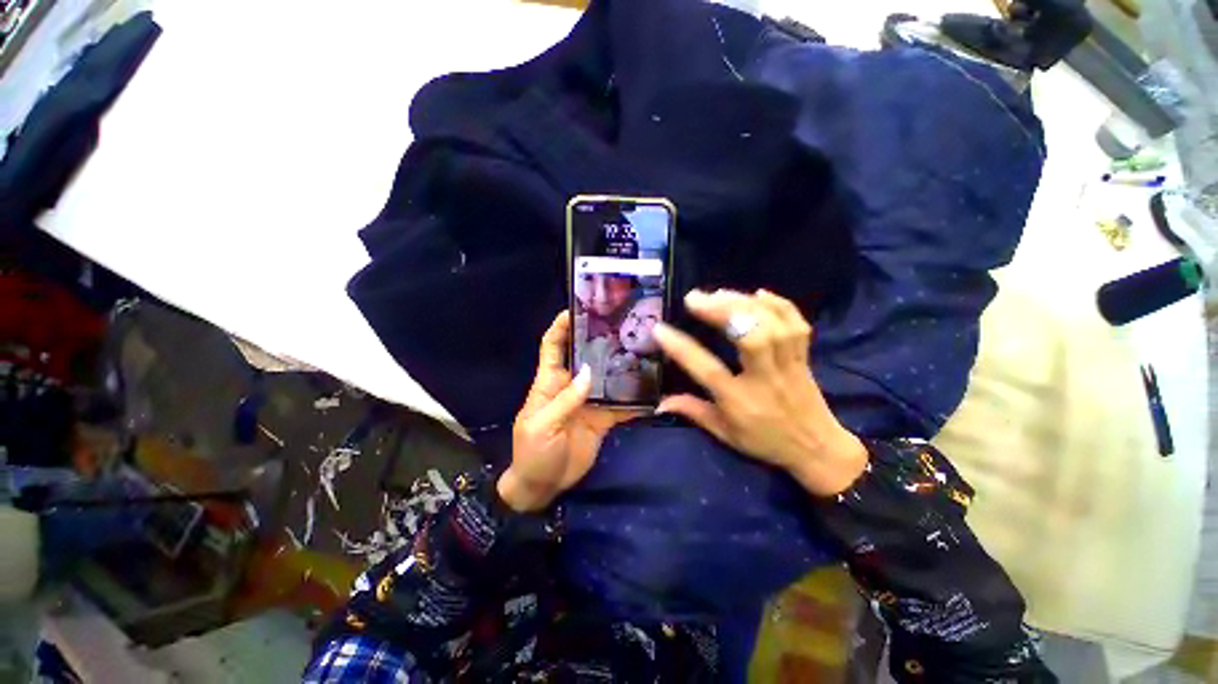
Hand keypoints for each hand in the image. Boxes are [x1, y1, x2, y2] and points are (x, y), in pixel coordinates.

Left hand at [499, 312, 642, 511]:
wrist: (544, 487)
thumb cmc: (532, 453)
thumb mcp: (541, 426)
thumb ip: (565, 401)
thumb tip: (589, 373)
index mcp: (550, 382)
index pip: (553, 345)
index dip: (561, 326)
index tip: (577, 309)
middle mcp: (571, 385)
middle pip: (585, 355)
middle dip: (598, 338)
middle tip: (621, 323)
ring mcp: (589, 401)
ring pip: (606, 376)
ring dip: (620, 364)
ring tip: (641, 348)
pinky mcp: (603, 418)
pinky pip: (620, 404)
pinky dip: (634, 398)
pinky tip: (651, 389)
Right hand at [654, 289, 866, 496]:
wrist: (817, 448)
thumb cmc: (764, 440)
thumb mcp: (724, 433)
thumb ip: (692, 412)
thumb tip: (659, 403)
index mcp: (740, 401)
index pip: (707, 370)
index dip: (681, 348)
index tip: (659, 329)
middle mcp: (765, 379)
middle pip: (750, 337)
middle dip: (723, 311)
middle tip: (695, 298)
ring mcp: (788, 364)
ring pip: (773, 326)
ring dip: (744, 303)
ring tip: (719, 293)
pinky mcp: (804, 356)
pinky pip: (797, 324)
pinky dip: (779, 304)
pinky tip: (758, 293)